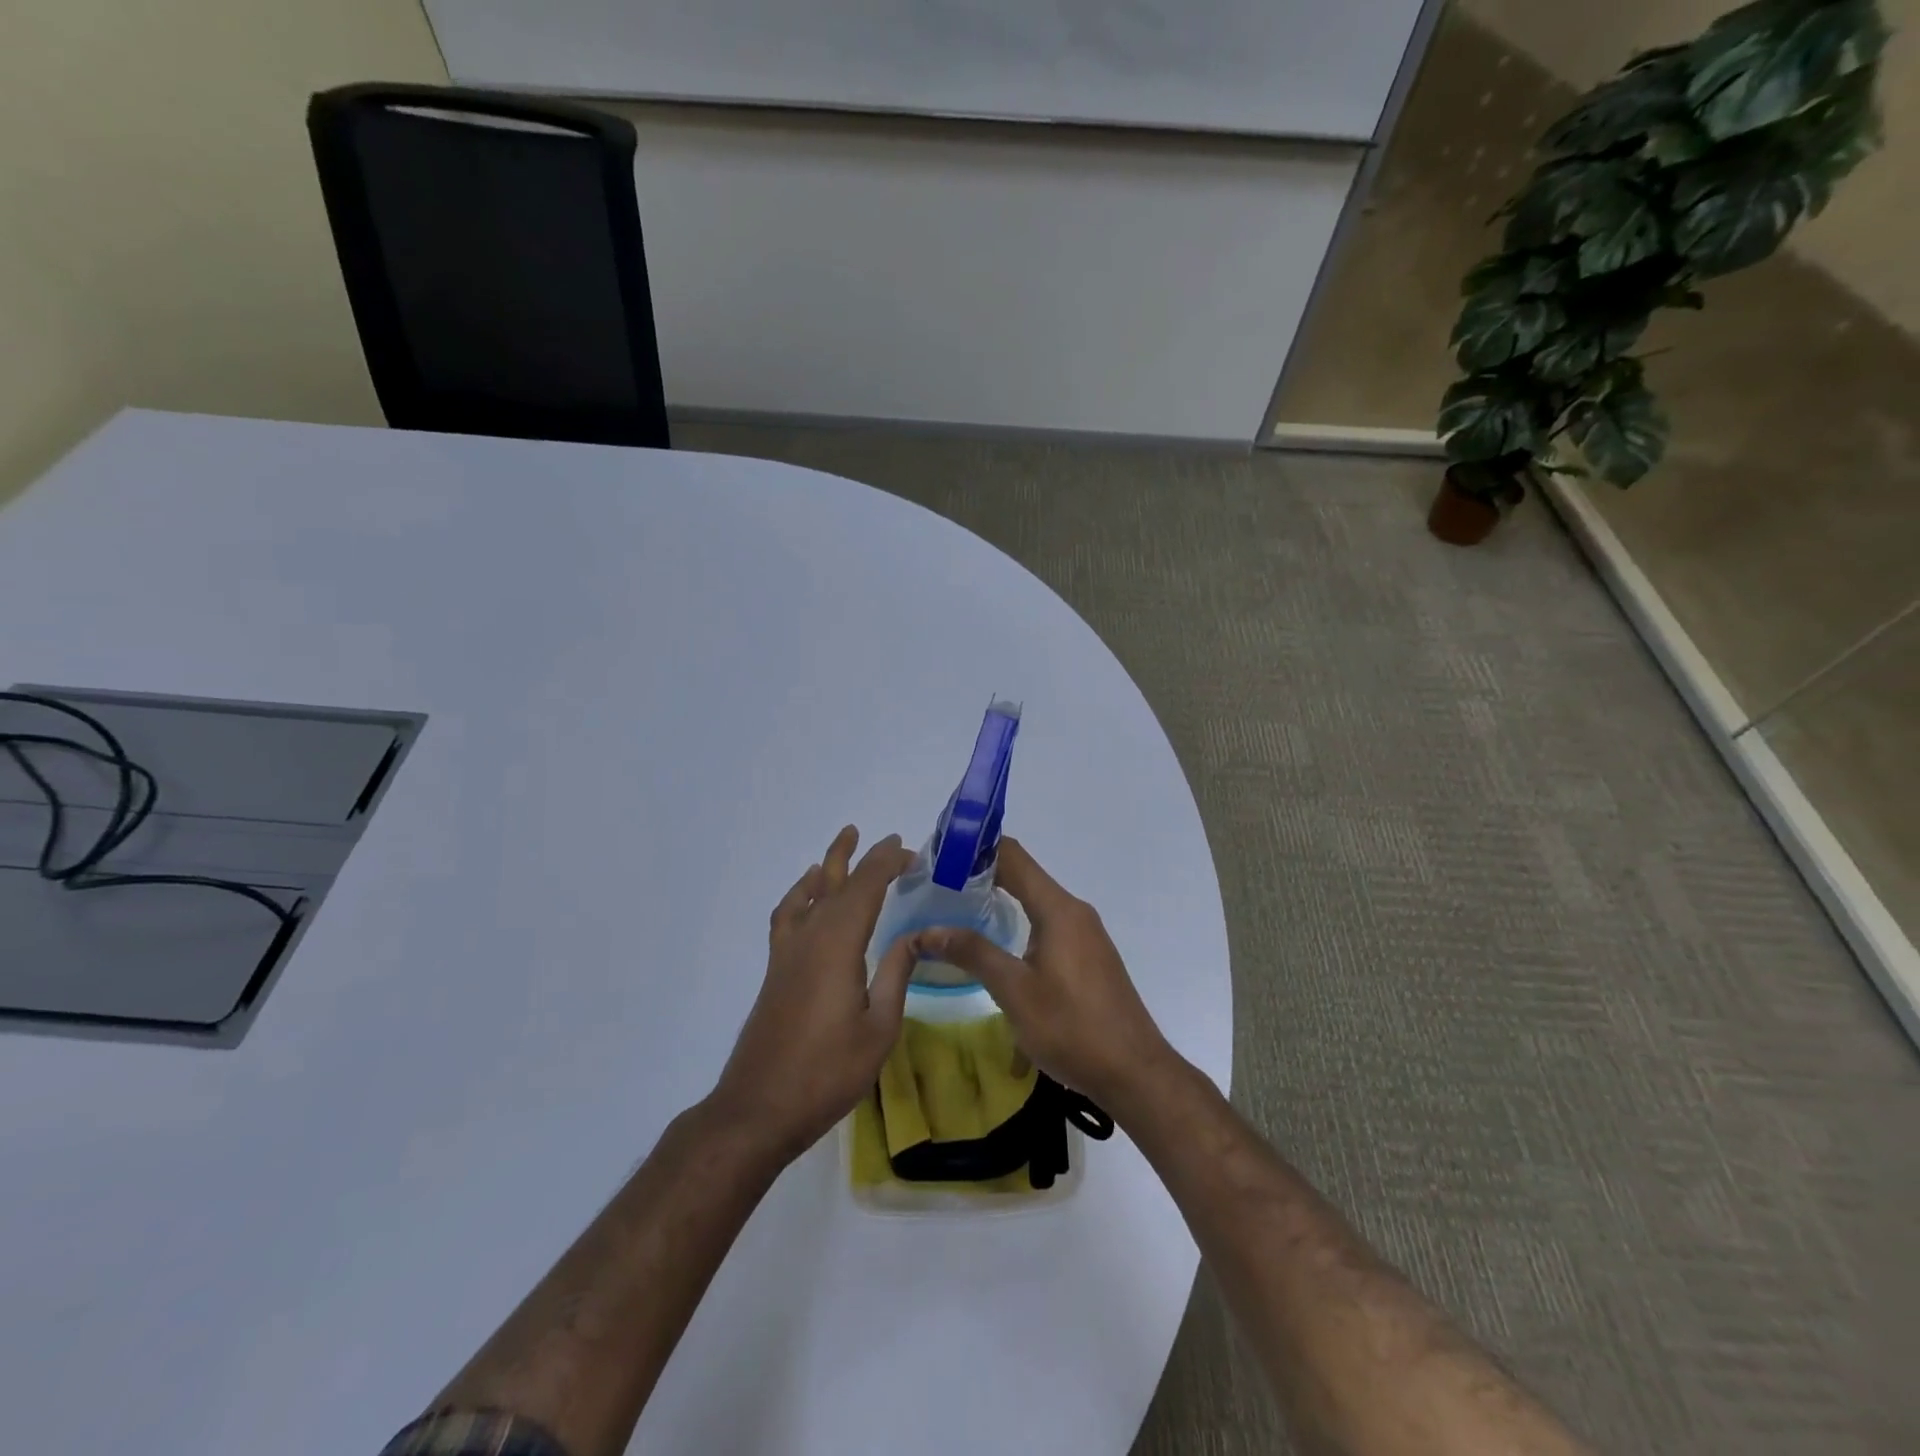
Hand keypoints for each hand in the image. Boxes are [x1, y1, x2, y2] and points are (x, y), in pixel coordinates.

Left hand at [710, 826, 919, 1160]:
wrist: (760, 1107)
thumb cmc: (828, 1073)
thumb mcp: (880, 1028)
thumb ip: (897, 975)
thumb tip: (915, 936)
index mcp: (839, 945)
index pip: (866, 887)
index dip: (888, 863)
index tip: (911, 852)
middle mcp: (810, 937)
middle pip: (839, 883)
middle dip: (866, 859)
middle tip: (891, 841)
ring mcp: (788, 951)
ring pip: (810, 892)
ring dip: (830, 865)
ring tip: (845, 842)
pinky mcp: (776, 968)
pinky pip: (788, 914)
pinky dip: (800, 894)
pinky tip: (809, 894)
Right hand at [918, 837, 1177, 1114]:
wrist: (1134, 1073)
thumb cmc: (1072, 1028)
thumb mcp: (1015, 991)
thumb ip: (972, 953)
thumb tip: (926, 930)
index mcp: (1058, 909)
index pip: (1013, 856)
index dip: (976, 848)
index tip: (939, 854)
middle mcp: (1074, 911)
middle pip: (1023, 876)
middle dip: (980, 875)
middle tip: (936, 884)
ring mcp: (1084, 934)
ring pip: (1035, 901)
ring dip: (999, 900)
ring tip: (956, 910)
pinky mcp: (1088, 956)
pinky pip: (1046, 923)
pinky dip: (1018, 922)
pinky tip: (994, 946)